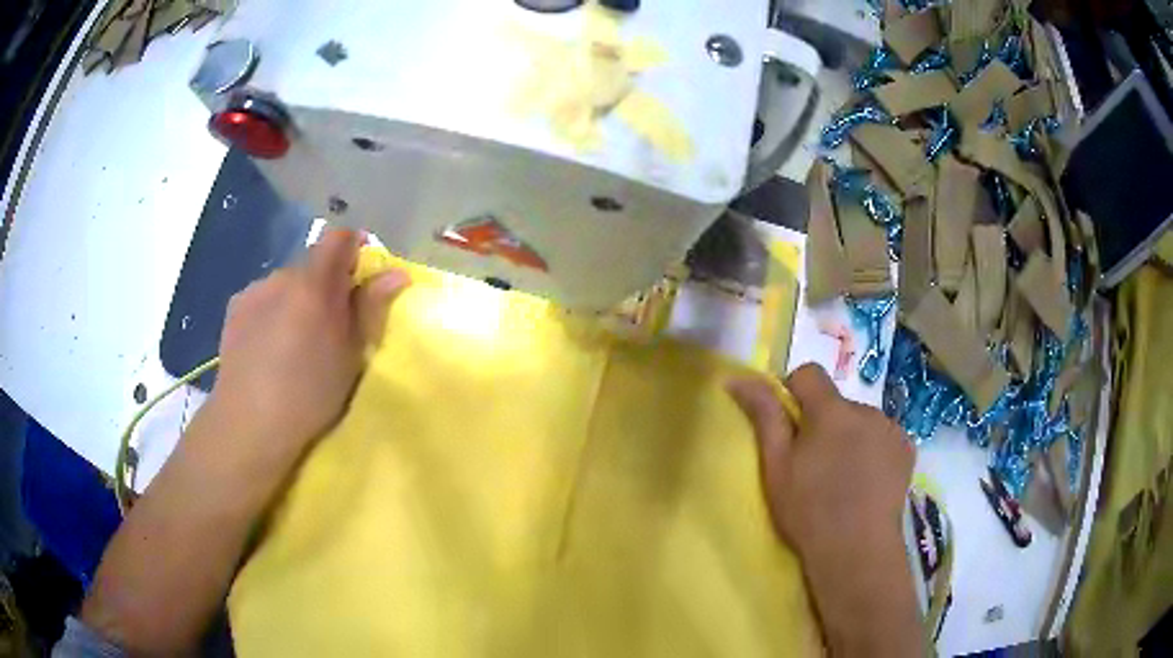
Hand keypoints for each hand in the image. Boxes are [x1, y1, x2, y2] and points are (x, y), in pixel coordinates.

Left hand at [203, 228, 409, 474]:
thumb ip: (370, 308)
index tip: (361, 277)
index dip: (354, 248)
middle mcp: (282, 276)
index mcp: (314, 284)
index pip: (338, 239)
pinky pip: (263, 298)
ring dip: (297, 299)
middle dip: (325, 285)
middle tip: (330, 325)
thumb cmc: (310, 394)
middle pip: (312, 265)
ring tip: (294, 341)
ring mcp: (254, 290)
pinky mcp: (234, 308)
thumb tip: (395, 273)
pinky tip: (268, 345)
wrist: (250, 423)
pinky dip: (273, 311)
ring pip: (286, 284)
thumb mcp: (351, 356)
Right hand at [728, 364, 920, 656]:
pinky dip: (873, 450)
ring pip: (861, 421)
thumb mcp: (776, 466)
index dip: (793, 392)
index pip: (809, 374)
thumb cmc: (809, 510)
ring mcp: (892, 429)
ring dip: (849, 437)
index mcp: (831, 411)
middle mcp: (867, 410)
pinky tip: (867, 481)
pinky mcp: (907, 449)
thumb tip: (737, 378)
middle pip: (836, 403)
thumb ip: (763, 416)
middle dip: (823, 423)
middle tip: (813, 465)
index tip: (788, 427)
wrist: (857, 550)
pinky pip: (883, 437)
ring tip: (843, 478)